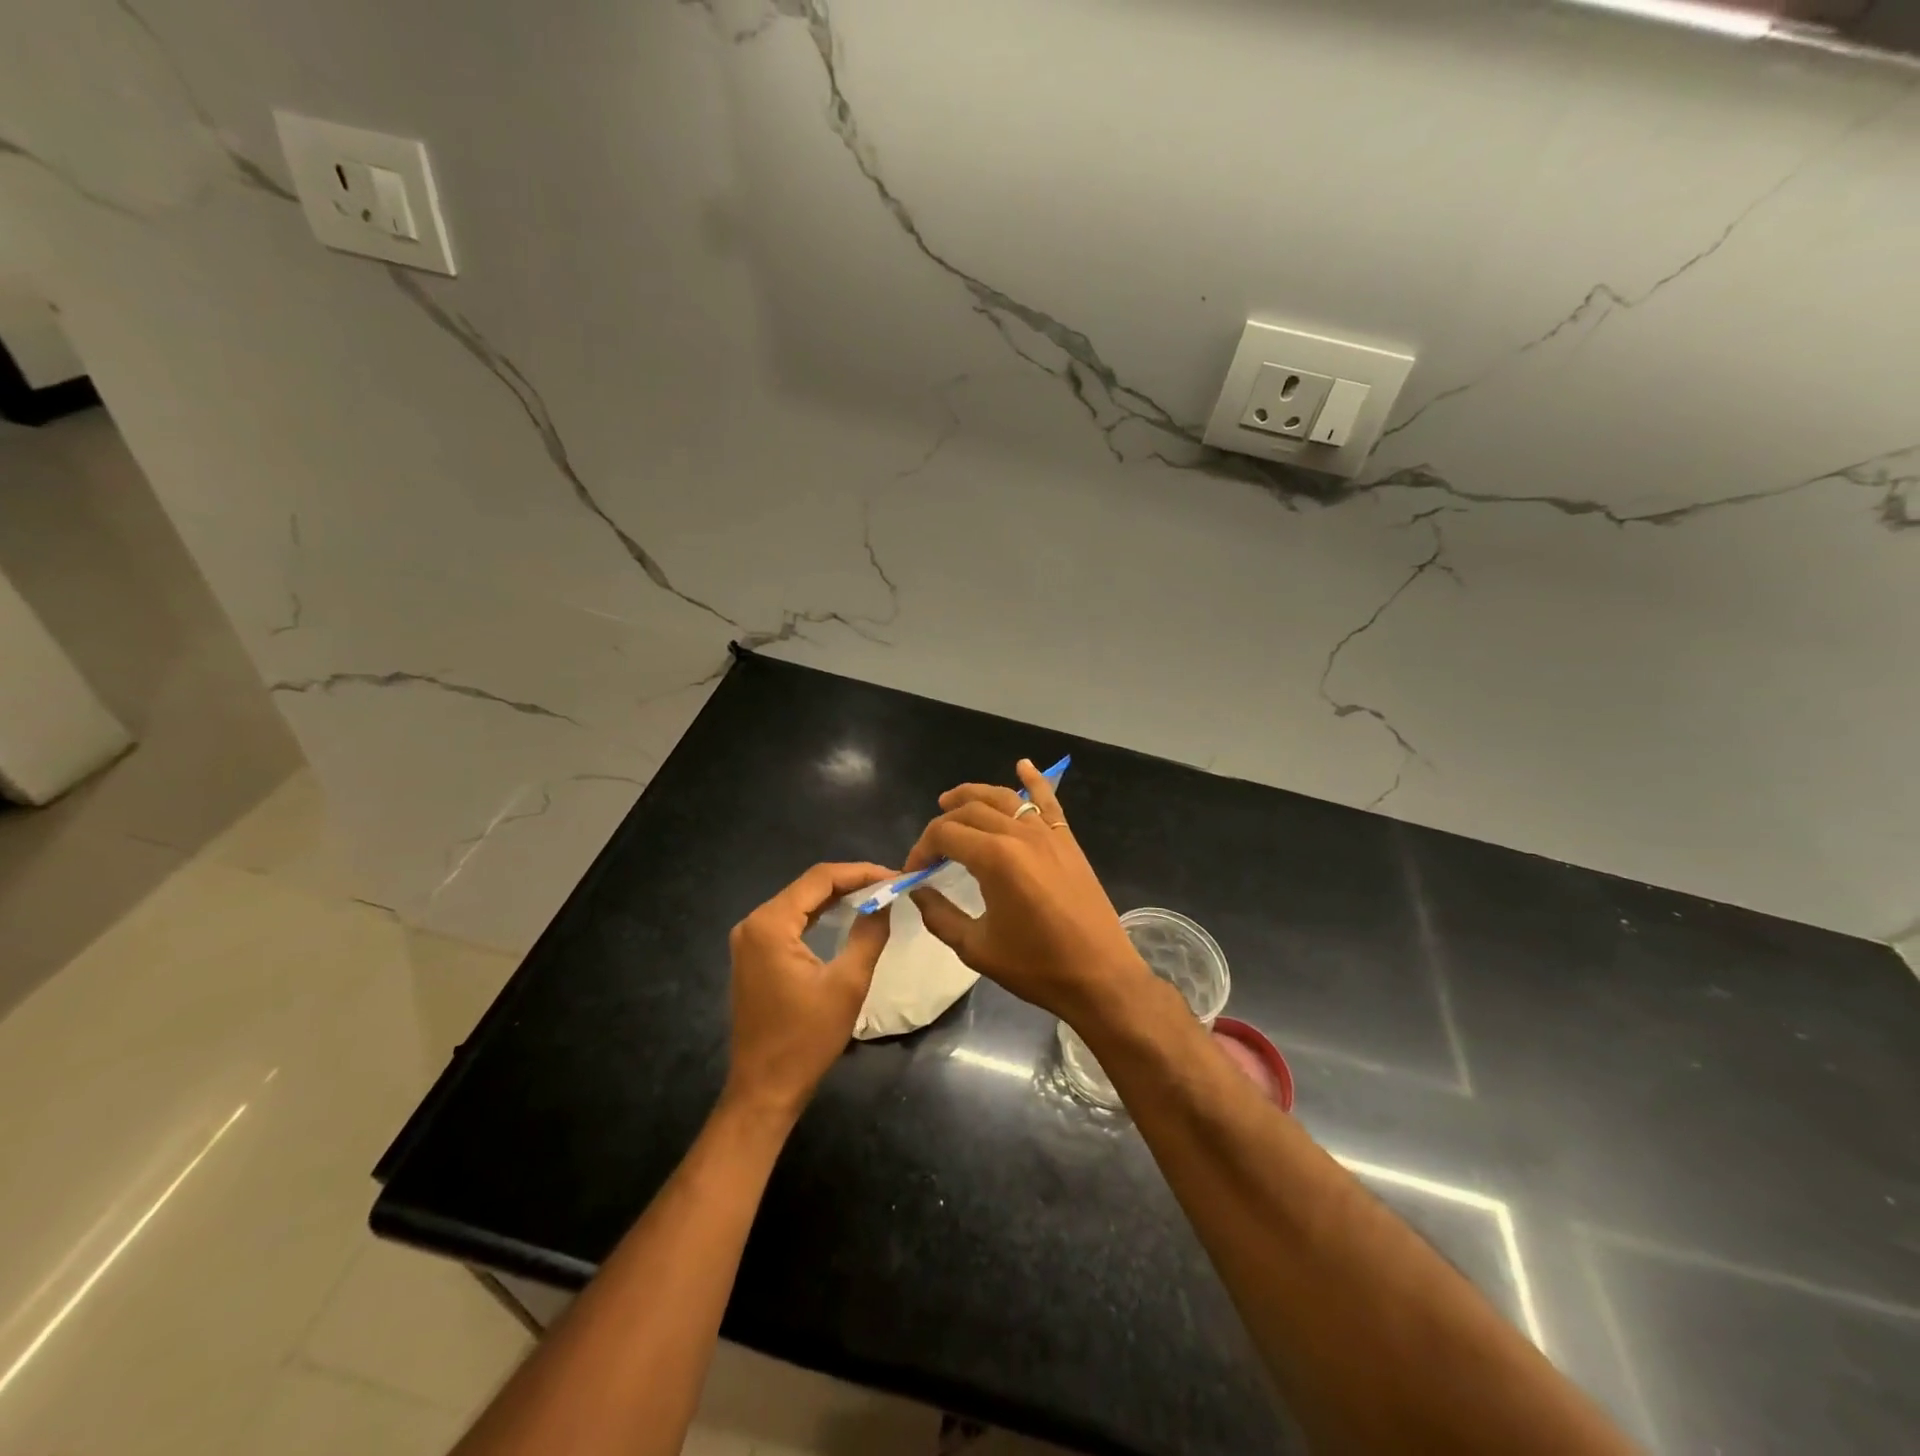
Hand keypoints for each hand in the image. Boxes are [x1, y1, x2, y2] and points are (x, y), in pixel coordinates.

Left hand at [723, 862, 893, 1121]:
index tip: (895, 876)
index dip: (861, 872)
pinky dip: (820, 914)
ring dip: (837, 897)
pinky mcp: (753, 954)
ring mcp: (750, 939)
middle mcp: (754, 923)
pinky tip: (847, 914)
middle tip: (890, 885)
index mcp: (771, 924)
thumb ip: (868, 934)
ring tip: (876, 895)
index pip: (821, 879)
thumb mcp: (848, 984)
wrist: (765, 1089)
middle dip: (851, 882)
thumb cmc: (806, 1039)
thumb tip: (885, 901)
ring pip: (800, 902)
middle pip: (809, 886)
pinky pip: (791, 921)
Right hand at [906, 759, 1151, 1024]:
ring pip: (1004, 798)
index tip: (913, 870)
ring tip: (951, 800)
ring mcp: (1048, 833)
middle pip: (970, 811)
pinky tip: (1022, 765)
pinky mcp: (1068, 840)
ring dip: (974, 794)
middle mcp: (1020, 835)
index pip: (945, 834)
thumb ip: (940, 915)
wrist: (1099, 976)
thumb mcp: (976, 947)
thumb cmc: (1036, 967)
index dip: (922, 848)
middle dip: (943, 823)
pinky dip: (1034, 780)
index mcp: (995, 859)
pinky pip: (1048, 801)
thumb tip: (917, 891)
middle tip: (930, 848)